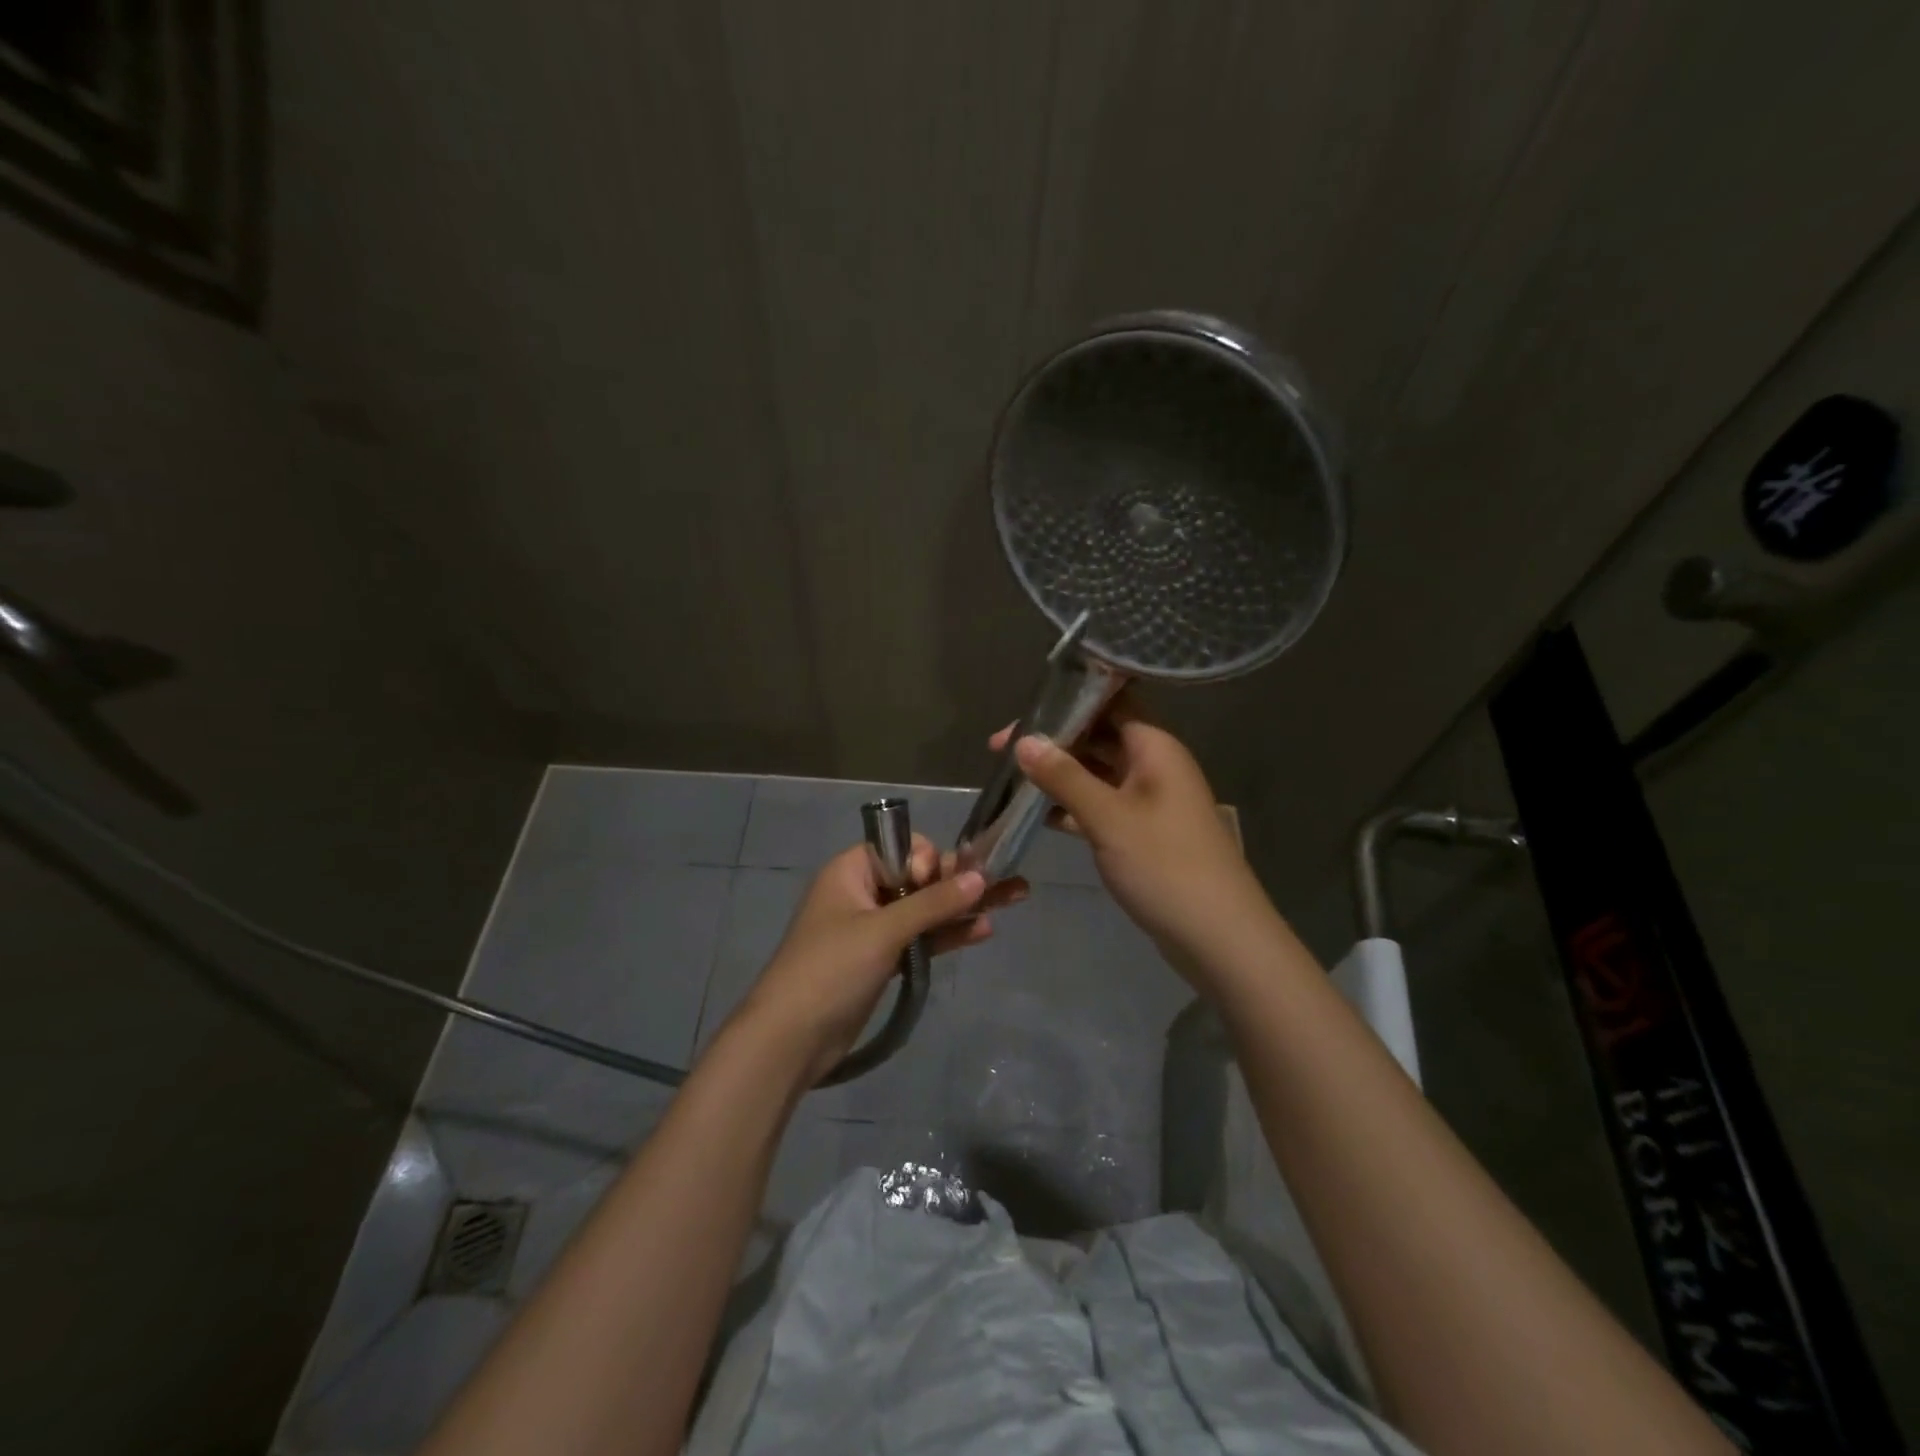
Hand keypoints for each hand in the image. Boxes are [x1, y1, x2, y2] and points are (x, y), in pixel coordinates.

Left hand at [735, 835, 1026, 1084]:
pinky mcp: (882, 960)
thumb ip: (933, 903)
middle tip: (1005, 881)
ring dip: (963, 906)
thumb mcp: (883, 930)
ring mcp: (873, 928)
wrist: (791, 1039)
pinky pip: (921, 938)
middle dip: (959, 880)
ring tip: (1015, 898)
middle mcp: (863, 892)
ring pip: (925, 909)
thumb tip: (981, 876)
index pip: (901, 847)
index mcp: (852, 871)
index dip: (927, 859)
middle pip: (919, 877)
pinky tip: (983, 930)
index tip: (937, 882)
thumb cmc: (831, 969)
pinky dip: (948, 934)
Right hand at [995, 699, 1271, 982]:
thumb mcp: (1108, 817)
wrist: (1218, 937)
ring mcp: (1148, 801)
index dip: (1067, 700)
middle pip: (1098, 737)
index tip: (1024, 711)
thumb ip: (1064, 777)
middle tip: (999, 749)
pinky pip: (1101, 807)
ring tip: (1010, 778)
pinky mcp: (1142, 833)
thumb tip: (1024, 740)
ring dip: (1058, 775)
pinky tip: (1035, 815)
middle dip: (1053, 741)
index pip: (1110, 702)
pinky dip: (1071, 808)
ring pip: (1096, 774)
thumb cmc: (1165, 865)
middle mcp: (1153, 765)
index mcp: (1154, 747)